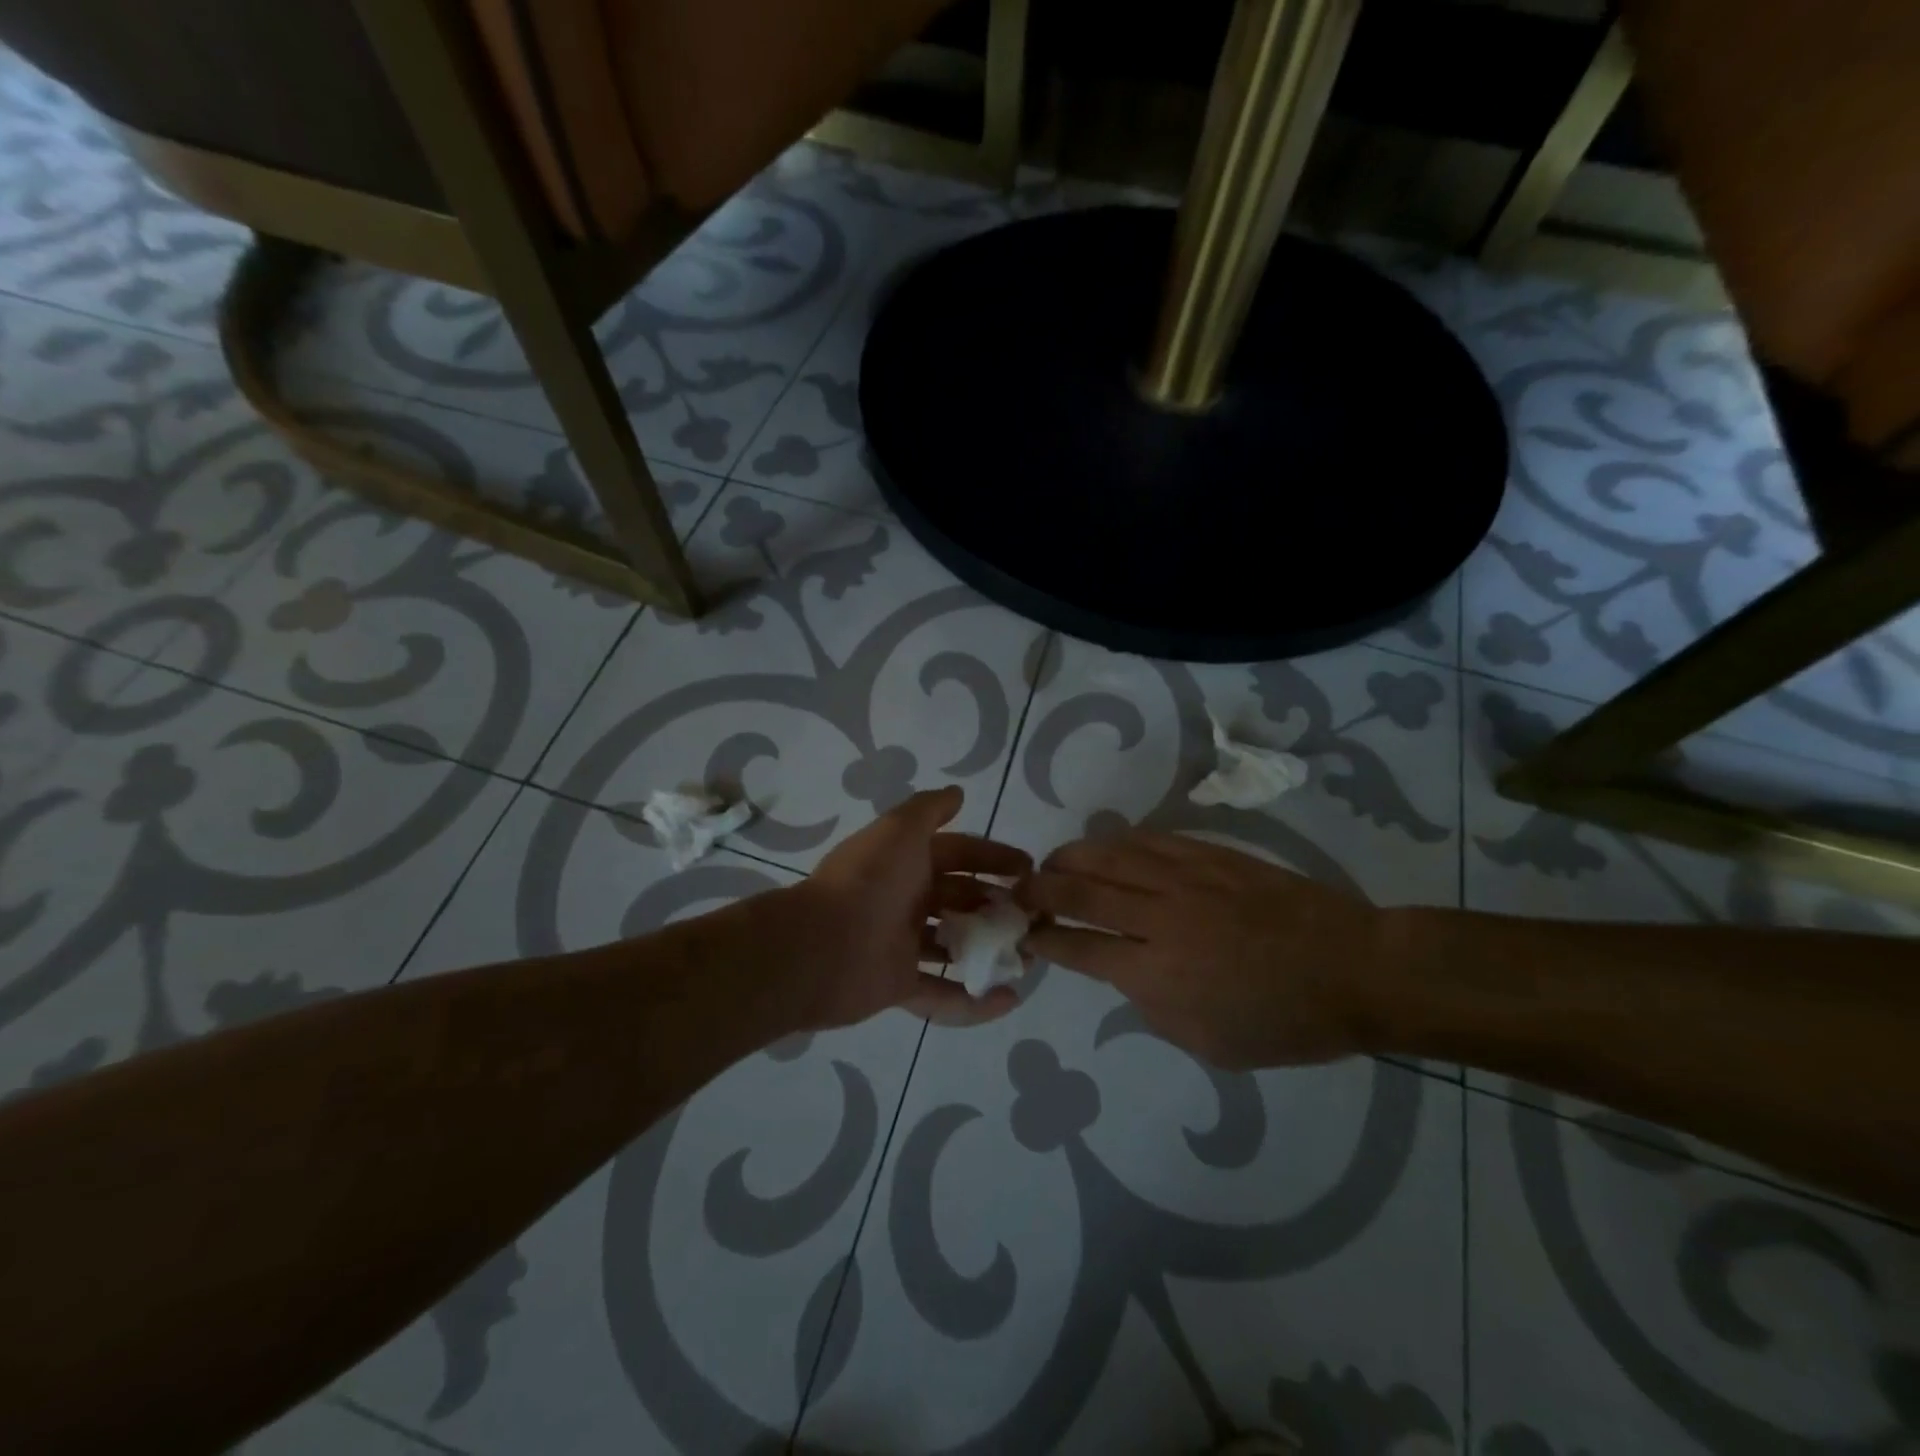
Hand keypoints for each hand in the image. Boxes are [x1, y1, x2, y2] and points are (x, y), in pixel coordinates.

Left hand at [783, 787, 1031, 1030]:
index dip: (992, 857)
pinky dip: (974, 1002)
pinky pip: (943, 995)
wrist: (818, 947)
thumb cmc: (868, 881)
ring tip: (1029, 956)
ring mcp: (901, 945)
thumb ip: (929, 809)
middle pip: (960, 899)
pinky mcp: (899, 986)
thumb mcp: (899, 830)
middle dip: (996, 904)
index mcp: (905, 863)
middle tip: (1034, 915)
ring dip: (990, 950)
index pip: (958, 854)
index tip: (1029, 868)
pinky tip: (1010, 1000)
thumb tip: (957, 792)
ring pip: (955, 946)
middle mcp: (905, 900)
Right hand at [1019, 830, 1386, 1067]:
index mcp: (1156, 973)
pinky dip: (1116, 842)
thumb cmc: (1285, 1021)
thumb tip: (1125, 974)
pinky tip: (1107, 848)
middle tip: (1020, 892)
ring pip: (1107, 854)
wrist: (1353, 969)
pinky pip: (1147, 839)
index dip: (1044, 939)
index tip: (1026, 934)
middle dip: (1039, 890)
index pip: (1078, 947)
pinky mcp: (1208, 854)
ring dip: (1070, 858)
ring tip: (1053, 864)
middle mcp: (1159, 917)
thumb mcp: (1209, 1044)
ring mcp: (1184, 877)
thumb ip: (1153, 1008)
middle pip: (1079, 890)